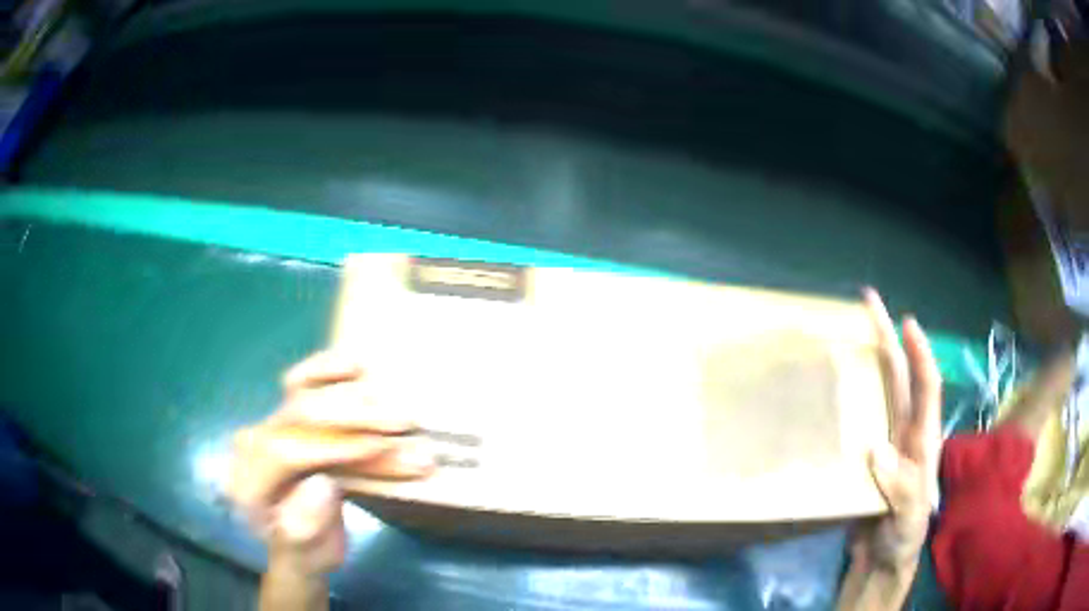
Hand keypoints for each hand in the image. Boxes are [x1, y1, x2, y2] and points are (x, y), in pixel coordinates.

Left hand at [227, 351, 433, 576]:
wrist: (298, 542)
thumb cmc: (304, 552)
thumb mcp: (305, 555)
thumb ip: (304, 526)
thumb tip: (323, 483)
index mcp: (247, 482)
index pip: (287, 451)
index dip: (336, 445)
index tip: (382, 446)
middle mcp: (252, 444)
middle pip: (299, 414)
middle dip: (356, 416)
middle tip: (404, 421)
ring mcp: (269, 424)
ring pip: (304, 392)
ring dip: (354, 394)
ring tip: (394, 400)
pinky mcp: (287, 414)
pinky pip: (303, 380)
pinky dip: (328, 368)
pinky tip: (355, 364)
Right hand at [854, 289, 942, 572]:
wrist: (881, 560)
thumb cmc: (902, 537)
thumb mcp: (908, 517)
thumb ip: (901, 486)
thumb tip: (877, 448)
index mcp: (922, 440)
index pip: (927, 388)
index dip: (919, 355)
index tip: (907, 323)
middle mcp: (905, 433)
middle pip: (900, 379)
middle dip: (889, 340)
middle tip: (870, 305)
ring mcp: (885, 445)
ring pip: (879, 395)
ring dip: (868, 363)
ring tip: (848, 337)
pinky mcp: (865, 460)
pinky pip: (858, 422)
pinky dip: (848, 401)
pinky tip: (830, 394)